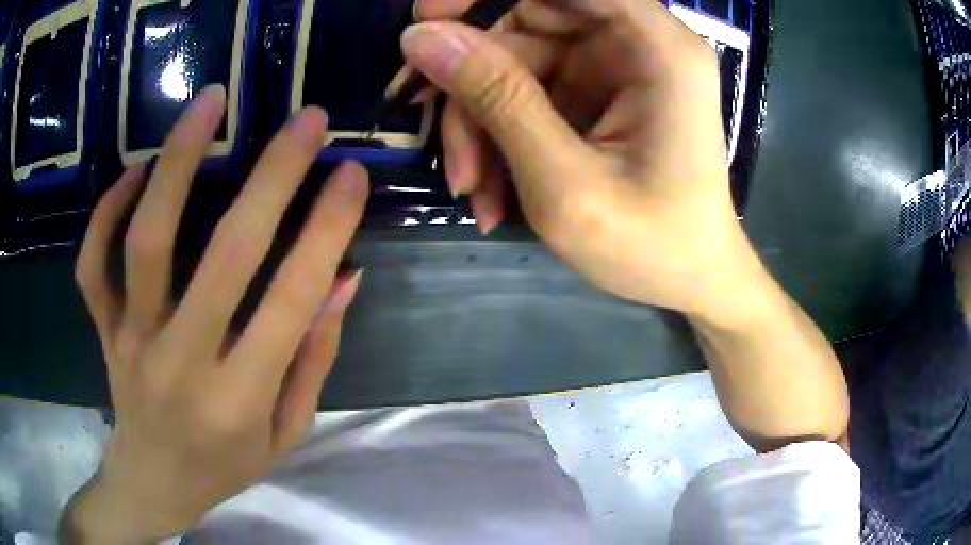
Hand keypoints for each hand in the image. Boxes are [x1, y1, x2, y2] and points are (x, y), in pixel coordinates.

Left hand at [60, 86, 368, 542]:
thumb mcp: (285, 434)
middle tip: (306, 120)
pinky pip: (94, 263)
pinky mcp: (103, 330)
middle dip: (274, 177)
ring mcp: (131, 341)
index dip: (326, 231)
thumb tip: (342, 280)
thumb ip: (311, 359)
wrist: (154, 484)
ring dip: (178, 160)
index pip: (291, 301)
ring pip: (147, 239)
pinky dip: (108, 210)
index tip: (351, 175)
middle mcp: (181, 363)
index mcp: (239, 400)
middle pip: (225, 254)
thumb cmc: (225, 468)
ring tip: (210, 102)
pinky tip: (135, 171)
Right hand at [403, 0, 757, 321]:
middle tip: (423, 119)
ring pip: (518, 64)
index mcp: (657, 47)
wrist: (693, 283)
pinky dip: (502, 138)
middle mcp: (639, 43)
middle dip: (471, 76)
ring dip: (481, 123)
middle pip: (531, 21)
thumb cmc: (650, 247)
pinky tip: (493, 192)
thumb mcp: (565, 182)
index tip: (425, 18)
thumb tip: (421, 38)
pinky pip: (529, 95)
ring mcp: (616, 70)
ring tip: (471, 189)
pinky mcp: (598, 97)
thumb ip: (497, 98)